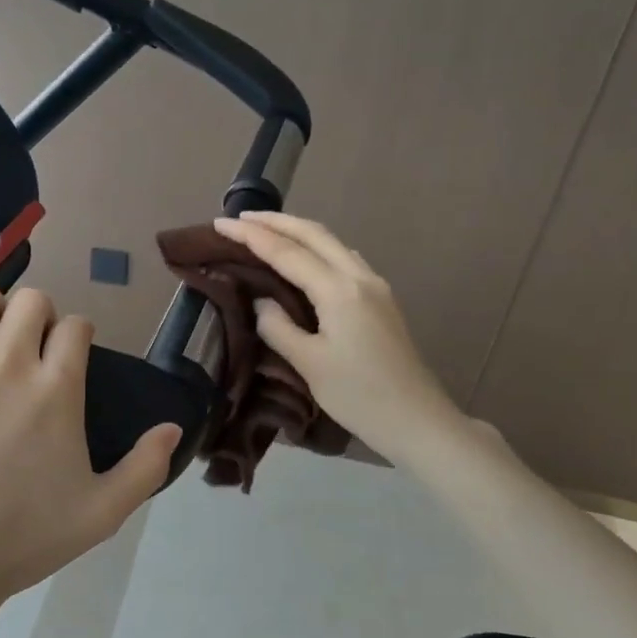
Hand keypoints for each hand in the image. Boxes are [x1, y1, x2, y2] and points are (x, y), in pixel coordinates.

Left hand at [0, 272, 181, 617]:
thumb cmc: (19, 541)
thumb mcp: (100, 515)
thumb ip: (145, 468)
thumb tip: (173, 425)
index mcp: (56, 390)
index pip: (75, 328)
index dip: (74, 337)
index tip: (64, 355)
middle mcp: (6, 363)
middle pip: (32, 301)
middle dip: (37, 318)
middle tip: (23, 348)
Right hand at [213, 211, 461, 460]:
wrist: (417, 420)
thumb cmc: (359, 396)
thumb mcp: (309, 364)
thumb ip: (278, 326)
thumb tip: (260, 301)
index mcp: (339, 291)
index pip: (286, 252)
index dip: (251, 236)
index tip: (219, 224)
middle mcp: (359, 277)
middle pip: (313, 233)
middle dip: (275, 221)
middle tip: (239, 218)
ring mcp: (374, 286)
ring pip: (331, 243)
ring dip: (296, 231)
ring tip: (265, 232)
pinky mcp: (380, 300)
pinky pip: (342, 259)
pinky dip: (315, 248)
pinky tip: (303, 259)